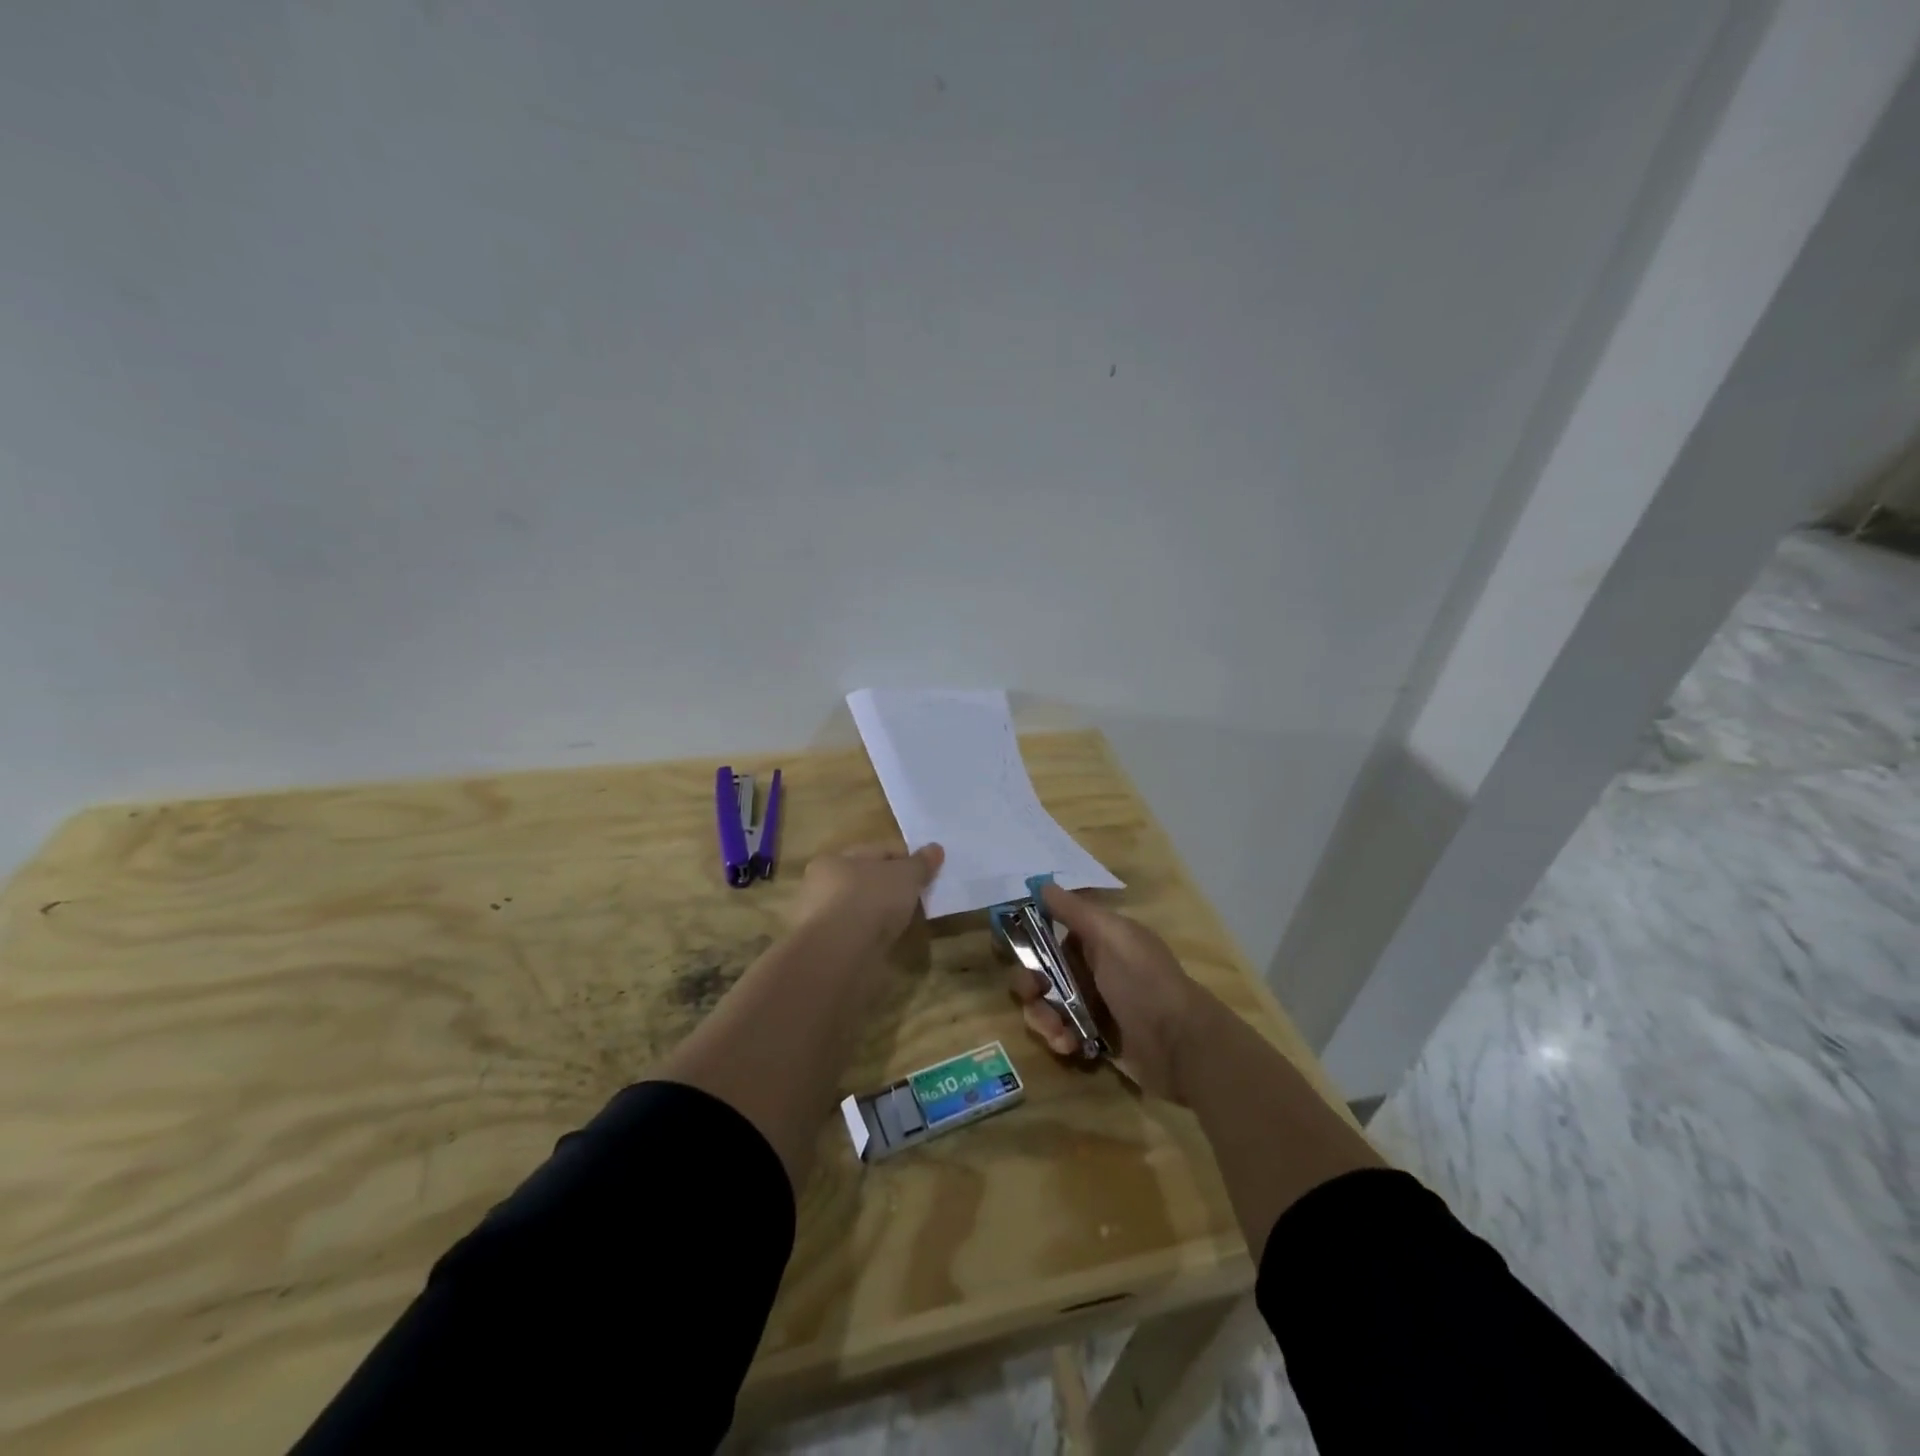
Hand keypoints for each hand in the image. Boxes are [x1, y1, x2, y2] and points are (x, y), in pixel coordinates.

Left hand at [790, 842, 944, 949]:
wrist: (840, 956)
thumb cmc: (870, 900)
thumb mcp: (905, 875)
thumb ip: (920, 863)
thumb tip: (936, 848)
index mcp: (833, 860)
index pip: (875, 852)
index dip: (904, 858)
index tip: (928, 871)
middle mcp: (820, 887)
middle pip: (867, 880)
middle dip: (892, 887)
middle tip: (919, 896)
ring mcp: (822, 921)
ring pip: (862, 909)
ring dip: (882, 914)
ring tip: (908, 922)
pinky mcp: (828, 950)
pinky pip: (859, 935)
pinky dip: (874, 936)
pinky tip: (891, 942)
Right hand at [1009, 882, 1209, 1101]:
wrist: (1180, 1046)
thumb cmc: (1143, 982)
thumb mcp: (1111, 936)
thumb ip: (1074, 911)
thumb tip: (1041, 884)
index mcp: (1098, 940)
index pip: (1052, 934)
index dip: (1030, 942)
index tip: (1013, 948)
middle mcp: (1093, 969)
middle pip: (1043, 972)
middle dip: (1030, 984)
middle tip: (1033, 994)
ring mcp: (1093, 1006)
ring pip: (1047, 1005)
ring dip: (1042, 1017)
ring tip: (1056, 1031)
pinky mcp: (1094, 1039)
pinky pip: (1062, 1034)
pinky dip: (1059, 1038)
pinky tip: (1070, 1046)